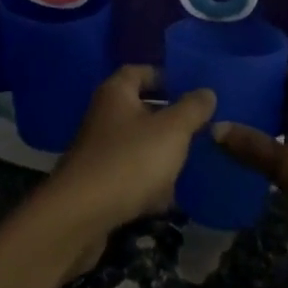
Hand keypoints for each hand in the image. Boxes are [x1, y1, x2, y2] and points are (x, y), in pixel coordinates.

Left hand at [43, 66, 216, 253]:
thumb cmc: (130, 160)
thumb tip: (206, 91)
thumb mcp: (171, 130)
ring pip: (136, 144)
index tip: (190, 88)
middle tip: (199, 126)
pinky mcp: (98, 183)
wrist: (81, 215)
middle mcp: (103, 116)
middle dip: (168, 119)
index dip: (164, 76)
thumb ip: (192, 109)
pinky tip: (167, 198)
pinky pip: (129, 174)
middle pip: (139, 109)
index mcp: (116, 93)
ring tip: (190, 162)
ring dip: (160, 153)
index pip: (139, 71)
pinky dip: (147, 183)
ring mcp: (98, 150)